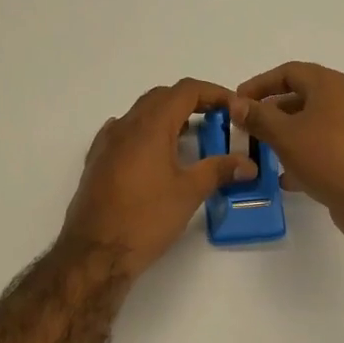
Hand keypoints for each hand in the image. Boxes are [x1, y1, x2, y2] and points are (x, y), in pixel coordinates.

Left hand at [60, 79, 256, 277]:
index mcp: (150, 126)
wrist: (95, 252)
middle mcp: (125, 126)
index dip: (213, 92)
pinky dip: (145, 133)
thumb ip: (219, 170)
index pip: (185, 91)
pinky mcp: (97, 162)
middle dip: (191, 102)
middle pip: (161, 97)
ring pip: (140, 114)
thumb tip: (248, 164)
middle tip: (216, 120)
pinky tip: (153, 153)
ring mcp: (107, 143)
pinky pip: (124, 133)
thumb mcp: (189, 193)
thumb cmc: (145, 219)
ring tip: (190, 137)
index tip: (233, 107)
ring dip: (167, 117)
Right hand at [233, 62, 343, 246]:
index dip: (259, 84)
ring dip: (283, 137)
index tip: (237, 102)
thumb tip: (236, 103)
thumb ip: (259, 117)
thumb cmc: (329, 157)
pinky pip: (320, 150)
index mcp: (329, 85)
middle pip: (299, 98)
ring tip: (258, 153)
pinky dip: (300, 158)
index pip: (288, 72)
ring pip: (309, 126)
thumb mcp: (286, 135)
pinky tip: (283, 178)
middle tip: (244, 129)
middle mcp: (343, 101)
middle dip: (269, 113)